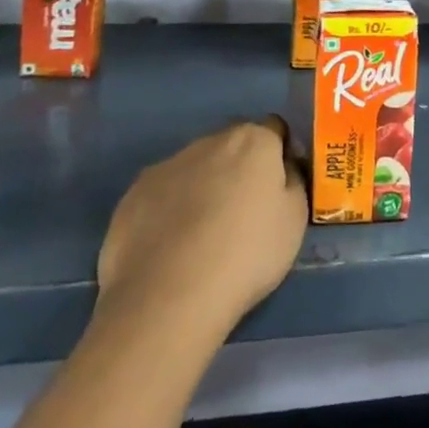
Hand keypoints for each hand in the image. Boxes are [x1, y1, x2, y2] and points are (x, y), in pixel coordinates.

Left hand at [96, 117, 308, 338]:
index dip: (279, 154)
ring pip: (194, 168)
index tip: (279, 186)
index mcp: (253, 141)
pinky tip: (170, 246)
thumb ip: (293, 182)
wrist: (169, 298)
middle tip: (243, 212)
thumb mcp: (295, 220)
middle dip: (238, 168)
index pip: (273, 129)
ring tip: (202, 235)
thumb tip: (284, 167)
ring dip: (202, 187)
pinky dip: (169, 209)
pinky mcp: (133, 195)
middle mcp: (209, 141)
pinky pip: (162, 194)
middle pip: (232, 145)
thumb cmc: (247, 254)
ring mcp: (166, 166)